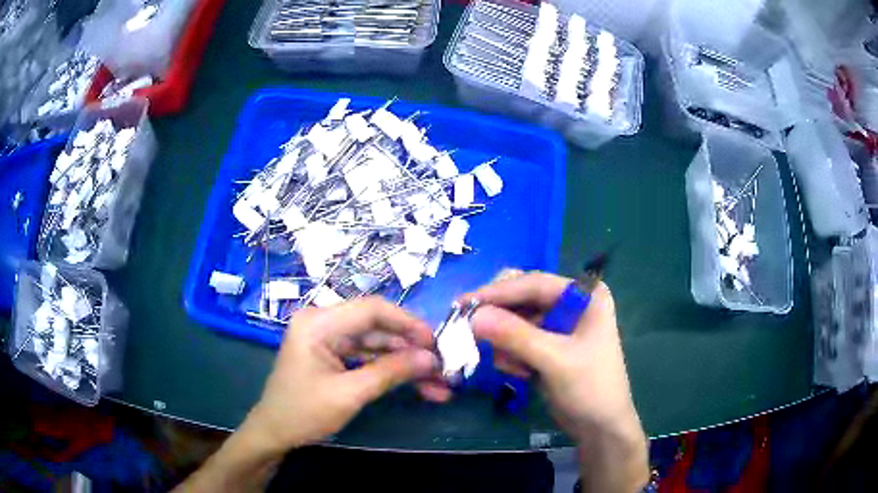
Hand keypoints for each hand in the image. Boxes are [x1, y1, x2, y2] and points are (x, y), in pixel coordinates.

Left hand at [174, 298, 449, 491]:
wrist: (275, 433)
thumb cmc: (303, 413)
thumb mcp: (349, 394)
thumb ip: (390, 372)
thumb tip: (431, 359)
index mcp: (318, 323)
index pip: (371, 309)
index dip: (408, 323)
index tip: (436, 342)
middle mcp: (323, 323)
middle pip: (377, 328)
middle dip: (411, 349)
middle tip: (443, 367)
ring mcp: (328, 339)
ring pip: (377, 344)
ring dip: (406, 363)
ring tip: (439, 384)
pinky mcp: (333, 355)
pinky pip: (368, 357)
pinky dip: (391, 370)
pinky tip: (417, 386)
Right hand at [467, 272, 648, 491]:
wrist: (600, 427)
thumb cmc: (590, 388)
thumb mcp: (555, 360)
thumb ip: (515, 336)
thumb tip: (473, 316)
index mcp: (585, 295)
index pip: (534, 283)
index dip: (498, 292)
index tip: (464, 303)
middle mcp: (571, 303)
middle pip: (523, 298)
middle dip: (500, 318)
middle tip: (472, 330)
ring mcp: (558, 326)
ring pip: (515, 321)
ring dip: (506, 343)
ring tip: (513, 367)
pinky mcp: (547, 346)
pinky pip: (517, 340)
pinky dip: (512, 355)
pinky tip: (520, 373)